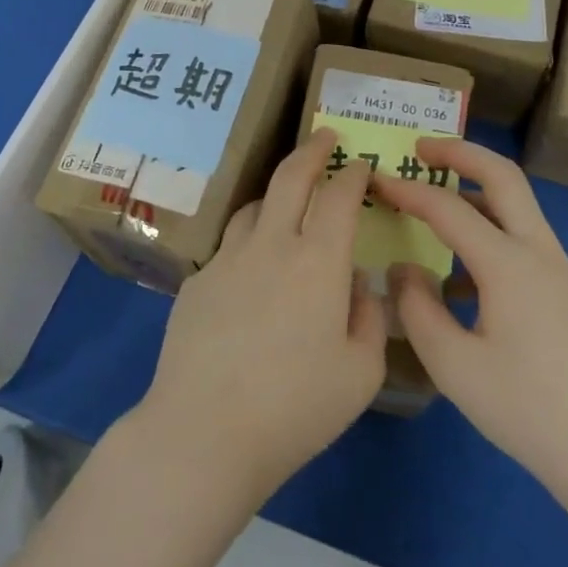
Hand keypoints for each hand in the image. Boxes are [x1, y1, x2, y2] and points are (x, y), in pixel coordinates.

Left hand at [124, 129, 387, 511]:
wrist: (205, 430)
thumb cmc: (295, 407)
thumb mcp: (360, 373)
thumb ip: (370, 318)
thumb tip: (360, 285)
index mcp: (317, 261)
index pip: (339, 196)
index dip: (353, 174)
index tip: (361, 165)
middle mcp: (270, 244)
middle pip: (290, 177)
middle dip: (311, 149)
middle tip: (324, 136)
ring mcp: (227, 258)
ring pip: (253, 206)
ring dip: (275, 194)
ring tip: (287, 201)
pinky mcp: (197, 280)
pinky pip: (229, 247)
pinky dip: (248, 243)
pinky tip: (250, 273)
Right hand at [372, 138, 567, 510]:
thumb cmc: (528, 410)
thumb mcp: (454, 366)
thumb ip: (418, 309)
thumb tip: (405, 269)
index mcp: (509, 264)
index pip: (448, 208)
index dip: (407, 191)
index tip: (375, 181)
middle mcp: (538, 252)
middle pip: (503, 176)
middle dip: (460, 153)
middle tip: (420, 148)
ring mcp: (559, 270)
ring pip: (516, 204)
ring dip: (476, 188)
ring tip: (434, 199)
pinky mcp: (565, 291)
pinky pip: (522, 237)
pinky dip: (489, 228)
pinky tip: (459, 274)